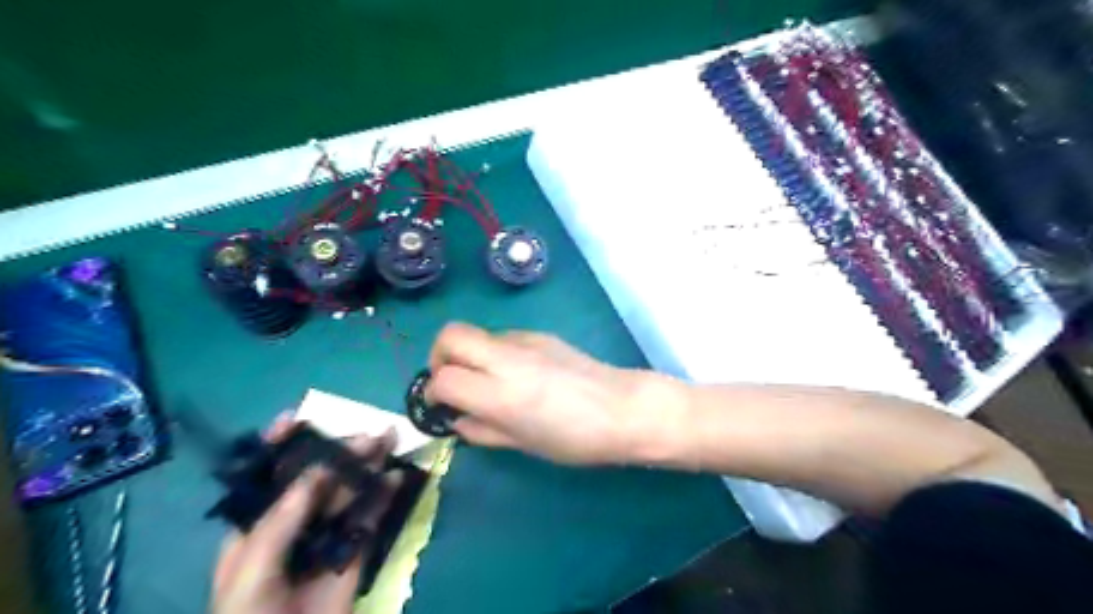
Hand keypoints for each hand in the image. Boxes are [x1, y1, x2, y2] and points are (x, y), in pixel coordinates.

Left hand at [211, 418, 399, 613]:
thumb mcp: (251, 570)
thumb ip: (281, 520)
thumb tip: (317, 472)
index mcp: (258, 525)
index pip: (267, 476)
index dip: (280, 446)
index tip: (298, 417)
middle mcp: (294, 523)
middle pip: (318, 478)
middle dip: (340, 451)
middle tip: (369, 432)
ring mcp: (327, 535)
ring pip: (348, 492)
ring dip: (367, 466)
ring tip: (388, 441)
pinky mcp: (355, 550)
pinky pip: (371, 516)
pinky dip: (384, 495)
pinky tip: (396, 477)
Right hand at [426, 324, 656, 462]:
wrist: (623, 408)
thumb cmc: (575, 439)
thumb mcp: (524, 444)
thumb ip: (483, 430)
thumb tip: (458, 419)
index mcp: (500, 394)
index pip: (443, 378)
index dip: (433, 392)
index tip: (440, 405)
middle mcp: (506, 359)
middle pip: (451, 335)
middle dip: (439, 356)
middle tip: (451, 382)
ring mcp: (525, 341)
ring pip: (478, 334)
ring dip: (469, 354)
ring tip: (487, 381)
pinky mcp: (541, 335)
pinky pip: (503, 337)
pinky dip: (494, 353)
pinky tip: (516, 375)